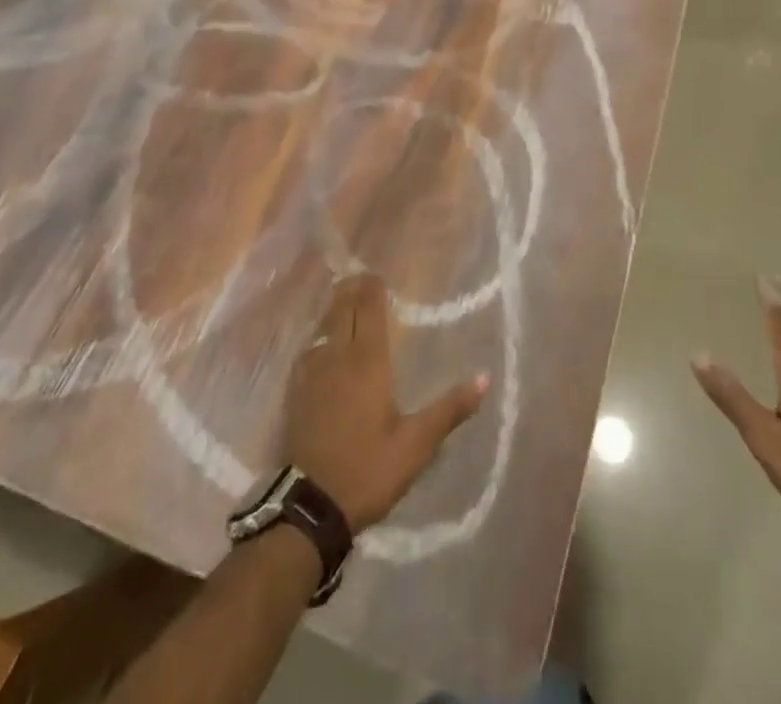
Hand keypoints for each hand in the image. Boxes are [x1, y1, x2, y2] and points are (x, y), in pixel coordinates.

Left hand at [284, 273, 488, 532]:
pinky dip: (318, 334)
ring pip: (323, 327)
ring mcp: (313, 375)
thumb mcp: (416, 445)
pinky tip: (320, 340)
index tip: (377, 274)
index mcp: (368, 364)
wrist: (310, 506)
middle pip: (342, 311)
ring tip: (342, 296)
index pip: (370, 312)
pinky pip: (308, 350)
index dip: (372, 290)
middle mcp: (338, 358)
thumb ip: (449, 409)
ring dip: (334, 308)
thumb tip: (485, 377)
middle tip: (361, 277)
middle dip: (351, 290)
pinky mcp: (296, 393)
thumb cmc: (368, 470)